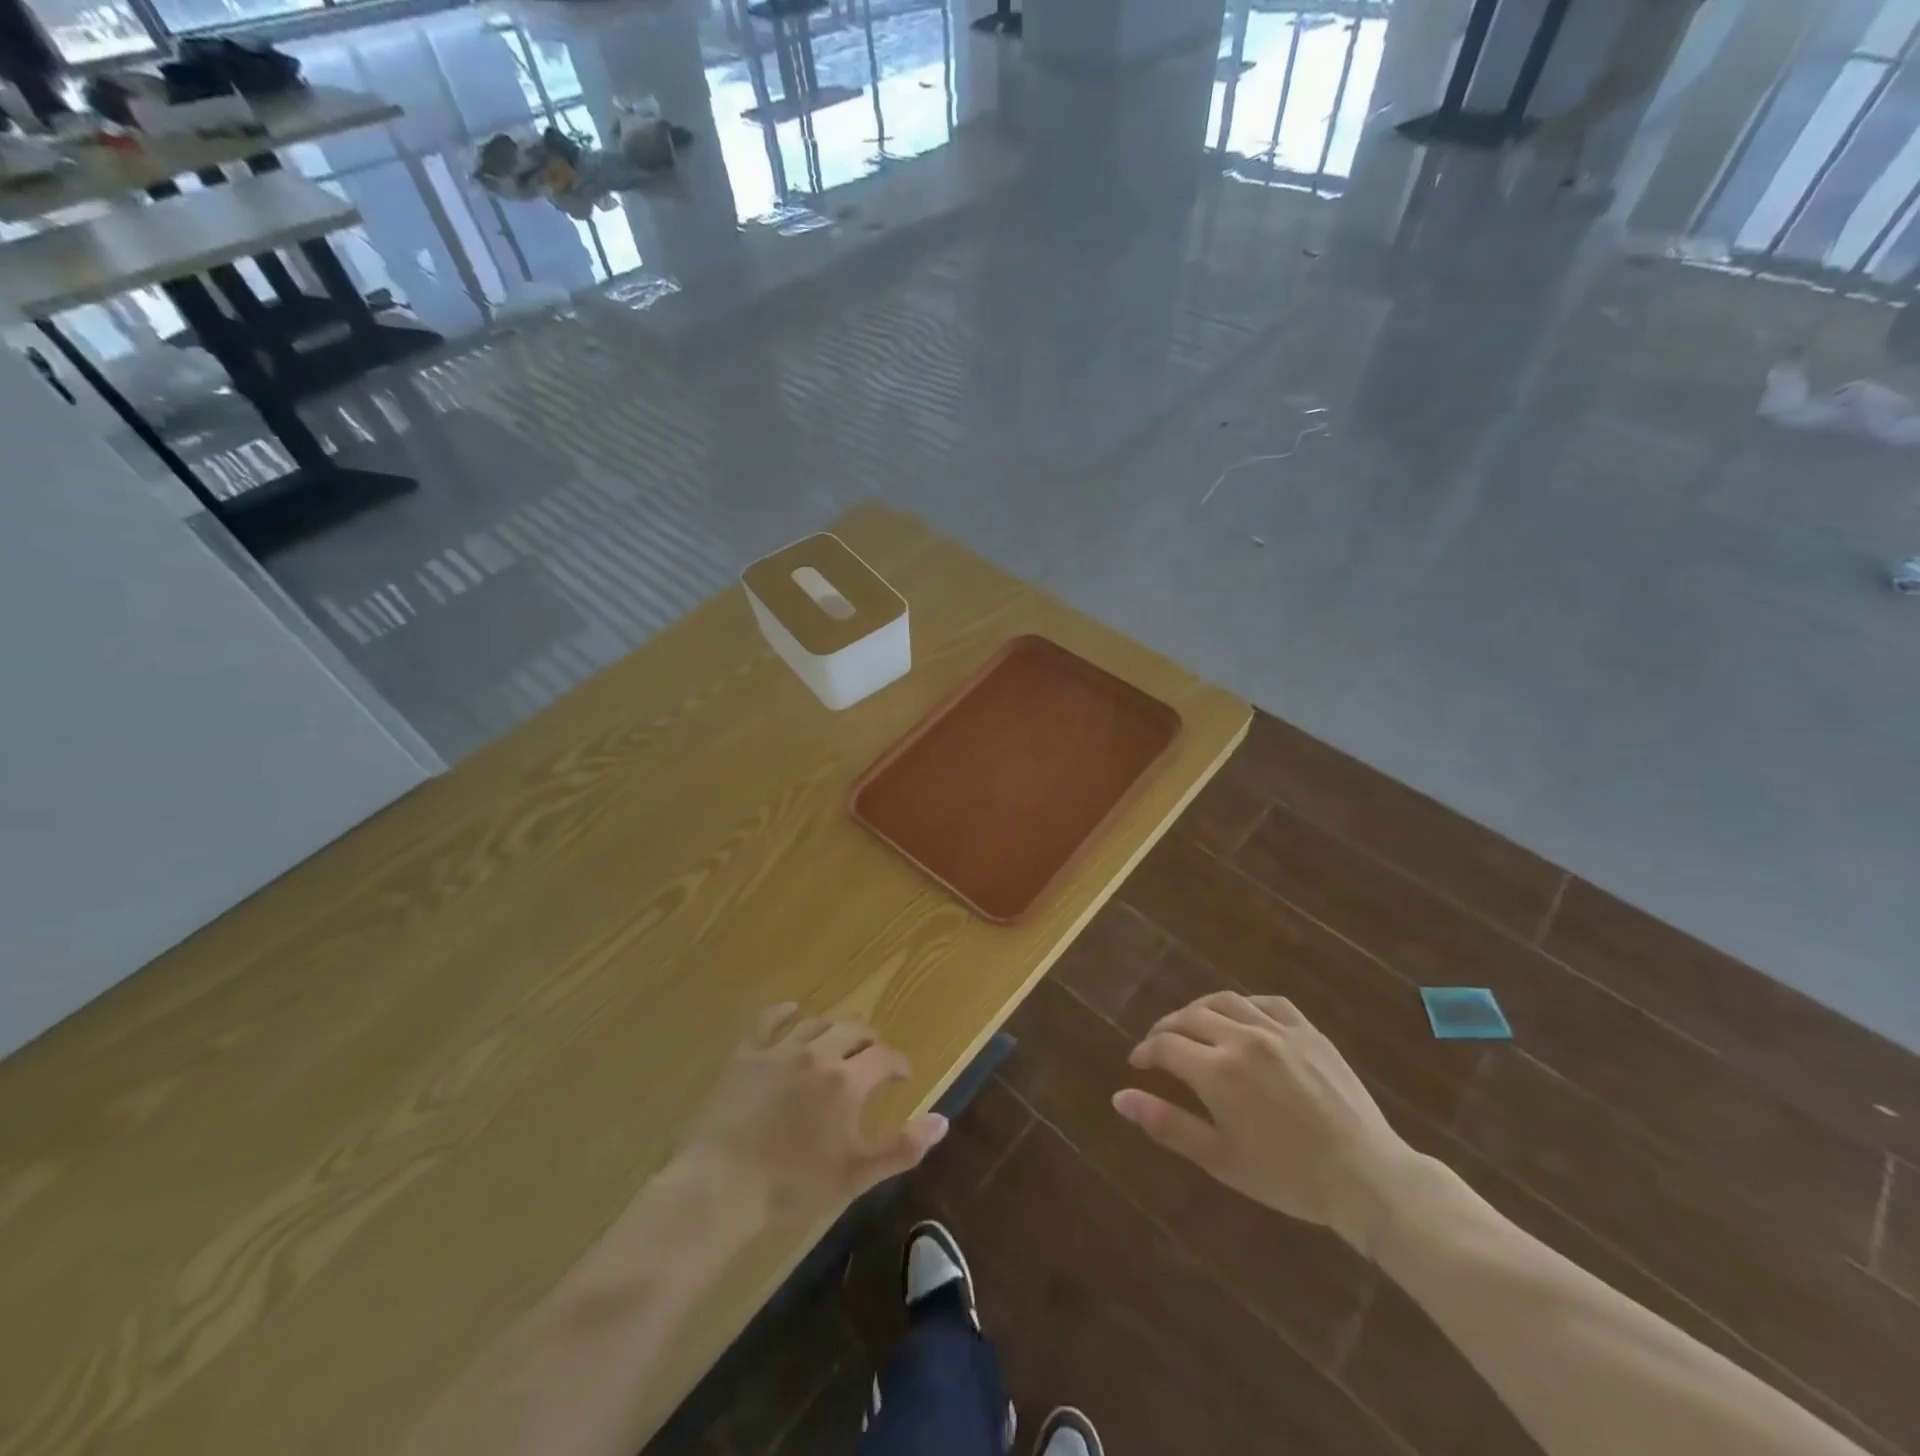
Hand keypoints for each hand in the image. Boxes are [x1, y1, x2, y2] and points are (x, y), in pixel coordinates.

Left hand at [677, 1004, 947, 1227]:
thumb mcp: (856, 1174)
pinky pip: (768, 1021)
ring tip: (838, 1041)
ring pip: (816, 1023)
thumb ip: (902, 1147)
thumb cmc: (793, 1186)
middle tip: (872, 1056)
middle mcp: (818, 1053)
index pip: (885, 1057)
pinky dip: (784, 1013)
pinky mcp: (746, 1055)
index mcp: (847, 1080)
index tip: (903, 1075)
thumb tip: (943, 1120)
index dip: (898, 1063)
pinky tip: (791, 1012)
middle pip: (853, 1031)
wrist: (721, 1188)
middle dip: (869, 1041)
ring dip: (834, 1029)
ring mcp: (779, 1050)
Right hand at [1112, 991, 1420, 1249]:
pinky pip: (1269, 1002)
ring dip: (1200, 1009)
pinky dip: (1246, 1004)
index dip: (1146, 1052)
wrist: (1366, 1178)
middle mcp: (1242, 1038)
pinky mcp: (1309, 1031)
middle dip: (1166, 1028)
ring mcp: (1278, 1030)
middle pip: (1189, 1017)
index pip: (1165, 1045)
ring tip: (1192, 1024)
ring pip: (1226, 1001)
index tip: (1138, 1065)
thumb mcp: (1220, 1159)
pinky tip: (1242, 1017)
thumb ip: (1167, 1124)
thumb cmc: (1287, 1177)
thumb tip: (1119, 1098)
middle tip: (1158, 1045)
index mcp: (1216, 1071)